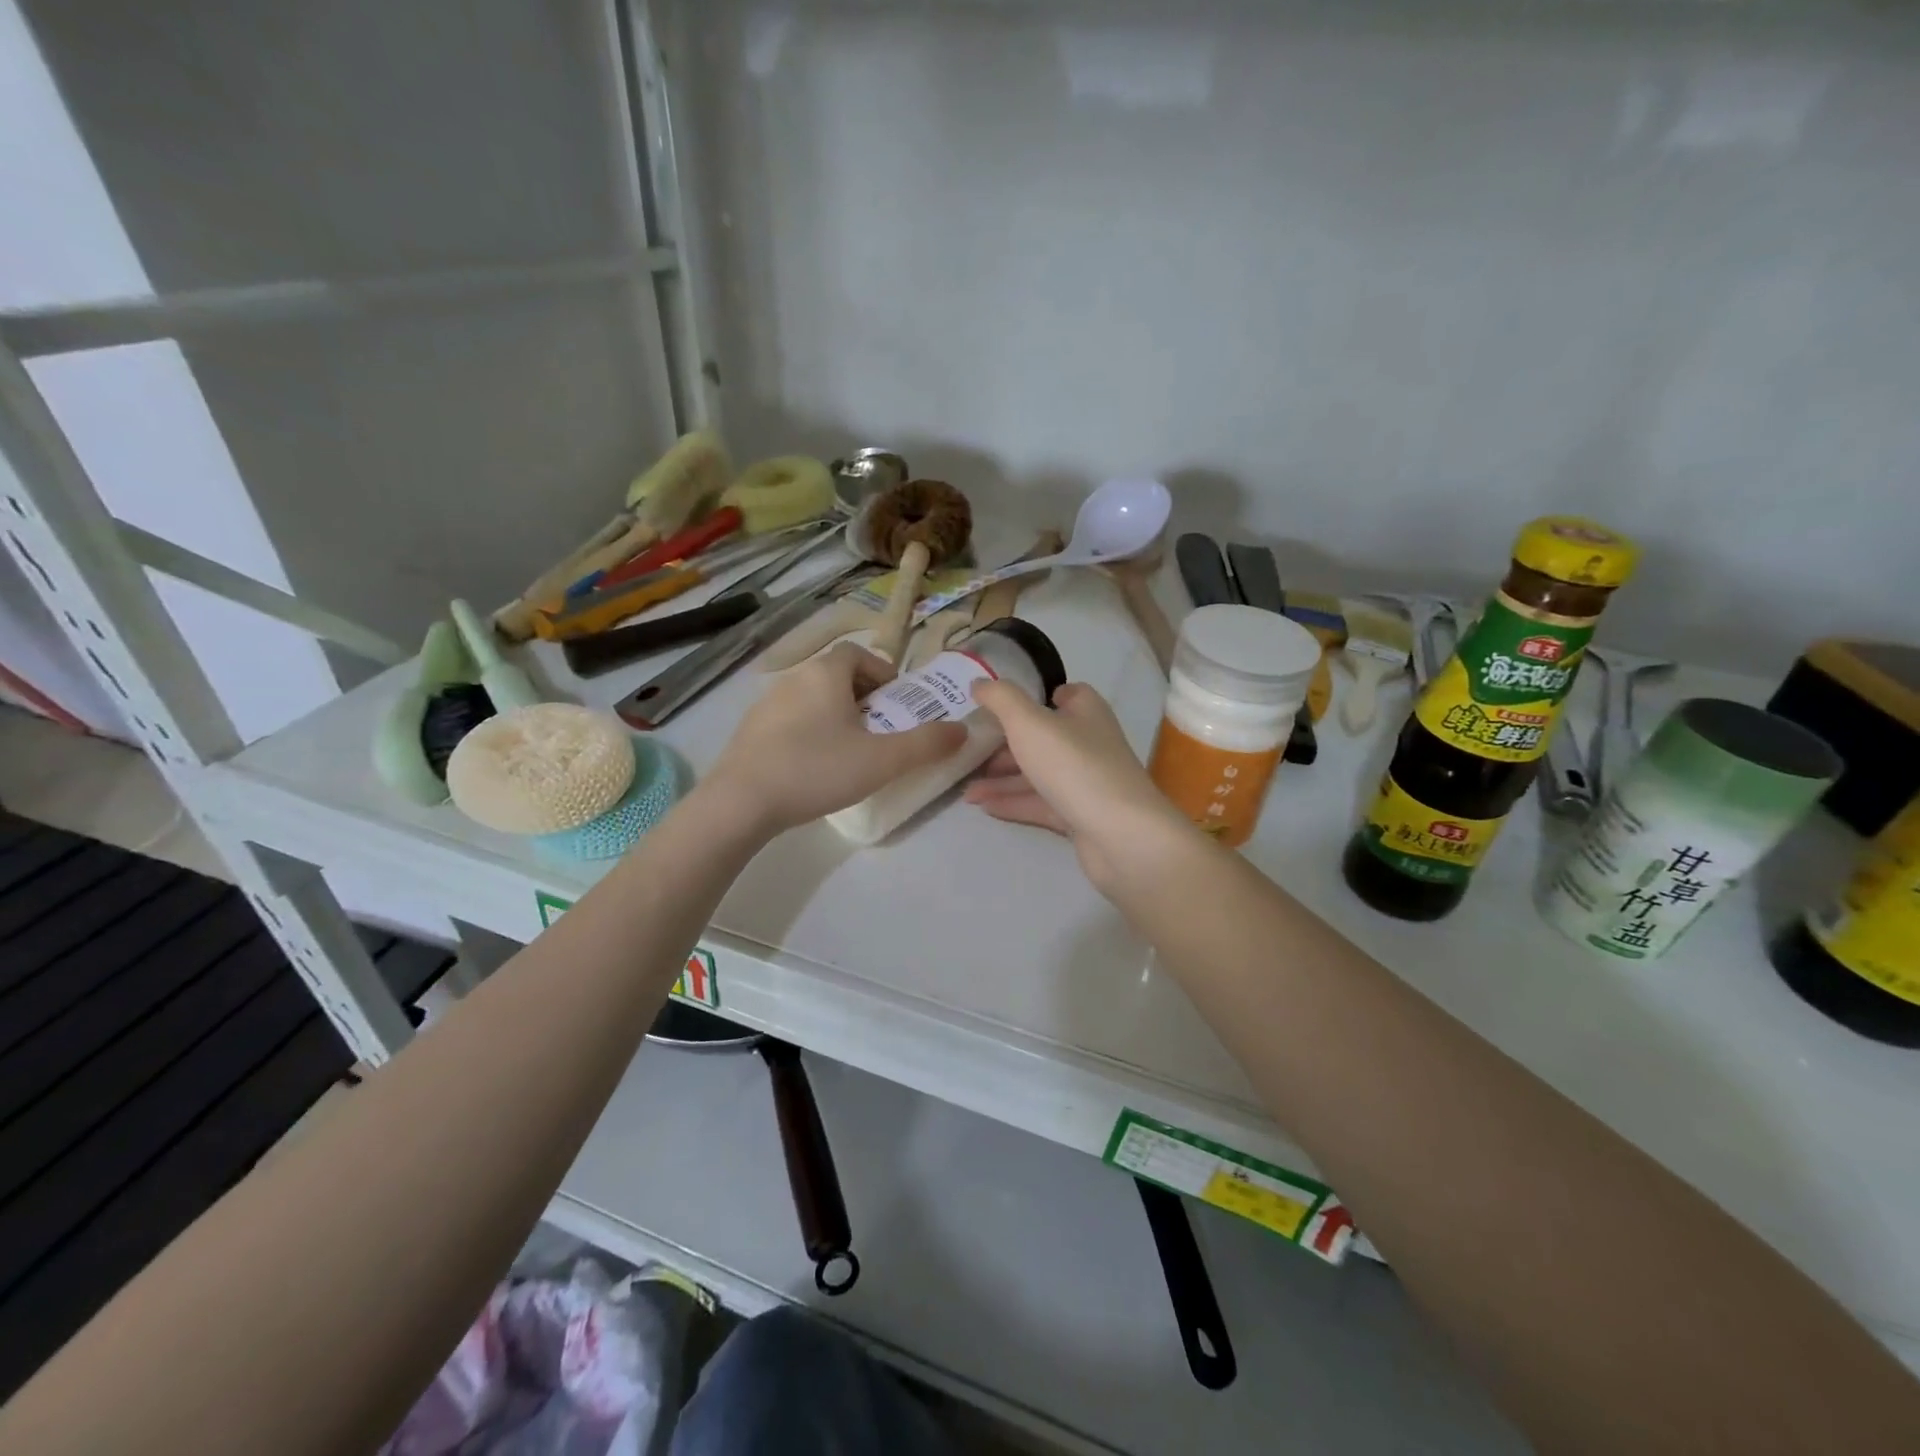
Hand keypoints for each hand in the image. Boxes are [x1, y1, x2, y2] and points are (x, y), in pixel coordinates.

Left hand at [706, 643, 967, 833]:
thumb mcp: (882, 761)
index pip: (857, 654)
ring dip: (834, 714)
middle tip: (880, 729)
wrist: (740, 803)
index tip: (896, 702)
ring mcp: (765, 704)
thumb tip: (962, 730)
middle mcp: (793, 678)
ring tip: (850, 750)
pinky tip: (813, 766)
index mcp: (824, 673)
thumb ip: (926, 744)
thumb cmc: (817, 770)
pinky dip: (809, 731)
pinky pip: (789, 720)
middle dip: (862, 696)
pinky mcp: (748, 731)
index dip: (881, 672)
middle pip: (835, 675)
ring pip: (811, 698)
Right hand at [964, 680, 1191, 887]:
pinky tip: (983, 807)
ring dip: (1003, 779)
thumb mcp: (1029, 723)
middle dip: (1006, 744)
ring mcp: (1085, 781)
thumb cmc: (1074, 766)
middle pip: (1043, 737)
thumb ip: (1001, 699)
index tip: (997, 706)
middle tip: (969, 751)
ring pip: (1038, 773)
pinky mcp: (1080, 815)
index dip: (1033, 696)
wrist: (1121, 835)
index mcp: (1085, 712)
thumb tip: (980, 682)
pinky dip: (1013, 802)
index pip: (1064, 694)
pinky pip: (1040, 803)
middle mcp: (1088, 743)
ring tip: (965, 788)